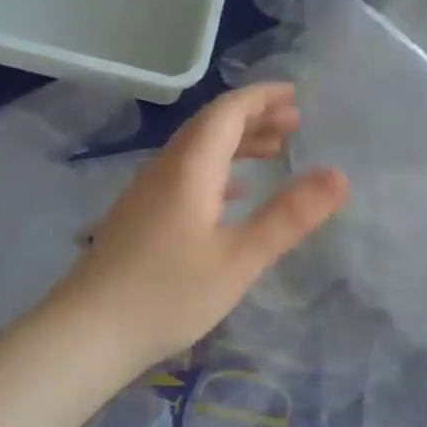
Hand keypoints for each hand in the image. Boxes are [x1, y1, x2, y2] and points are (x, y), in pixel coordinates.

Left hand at [61, 83, 349, 369]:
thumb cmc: (168, 294)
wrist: (87, 332)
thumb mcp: (239, 259)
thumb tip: (339, 176)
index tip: (295, 94)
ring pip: (197, 151)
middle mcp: (165, 168)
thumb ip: (289, 216)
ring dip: (236, 145)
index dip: (262, 98)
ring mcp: (147, 192)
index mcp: (190, 167)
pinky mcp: (140, 216)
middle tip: (294, 123)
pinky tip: (232, 194)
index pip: (228, 112)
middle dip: (254, 118)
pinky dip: (217, 173)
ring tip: (273, 152)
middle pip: (211, 127)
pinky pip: (185, 176)